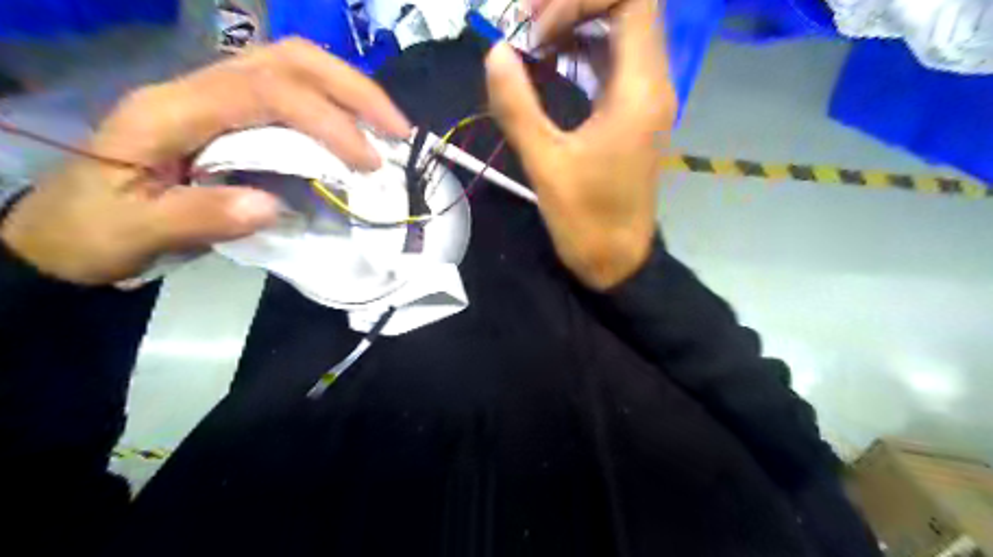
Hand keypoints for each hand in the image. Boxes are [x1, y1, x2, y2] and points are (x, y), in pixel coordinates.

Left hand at [0, 37, 411, 286]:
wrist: (69, 226)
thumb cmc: (97, 230)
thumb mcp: (137, 232)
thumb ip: (199, 216)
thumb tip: (272, 206)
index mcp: (171, 109)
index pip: (266, 91)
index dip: (327, 121)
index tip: (369, 163)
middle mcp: (197, 87)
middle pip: (288, 59)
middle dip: (353, 90)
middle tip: (398, 129)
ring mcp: (215, 95)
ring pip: (293, 65)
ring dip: (349, 90)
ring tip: (389, 126)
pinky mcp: (231, 113)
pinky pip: (291, 91)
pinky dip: (334, 105)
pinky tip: (357, 129)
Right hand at [488, 0, 679, 293]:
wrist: (617, 260)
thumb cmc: (586, 220)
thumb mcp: (546, 165)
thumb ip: (518, 107)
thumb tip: (495, 53)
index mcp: (638, 90)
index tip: (537, 32)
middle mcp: (650, 83)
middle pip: (626, 8)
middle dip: (574, 6)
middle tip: (527, 27)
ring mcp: (643, 98)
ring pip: (618, 32)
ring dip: (575, 25)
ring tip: (530, 42)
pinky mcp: (631, 113)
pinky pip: (610, 62)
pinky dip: (580, 51)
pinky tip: (548, 65)